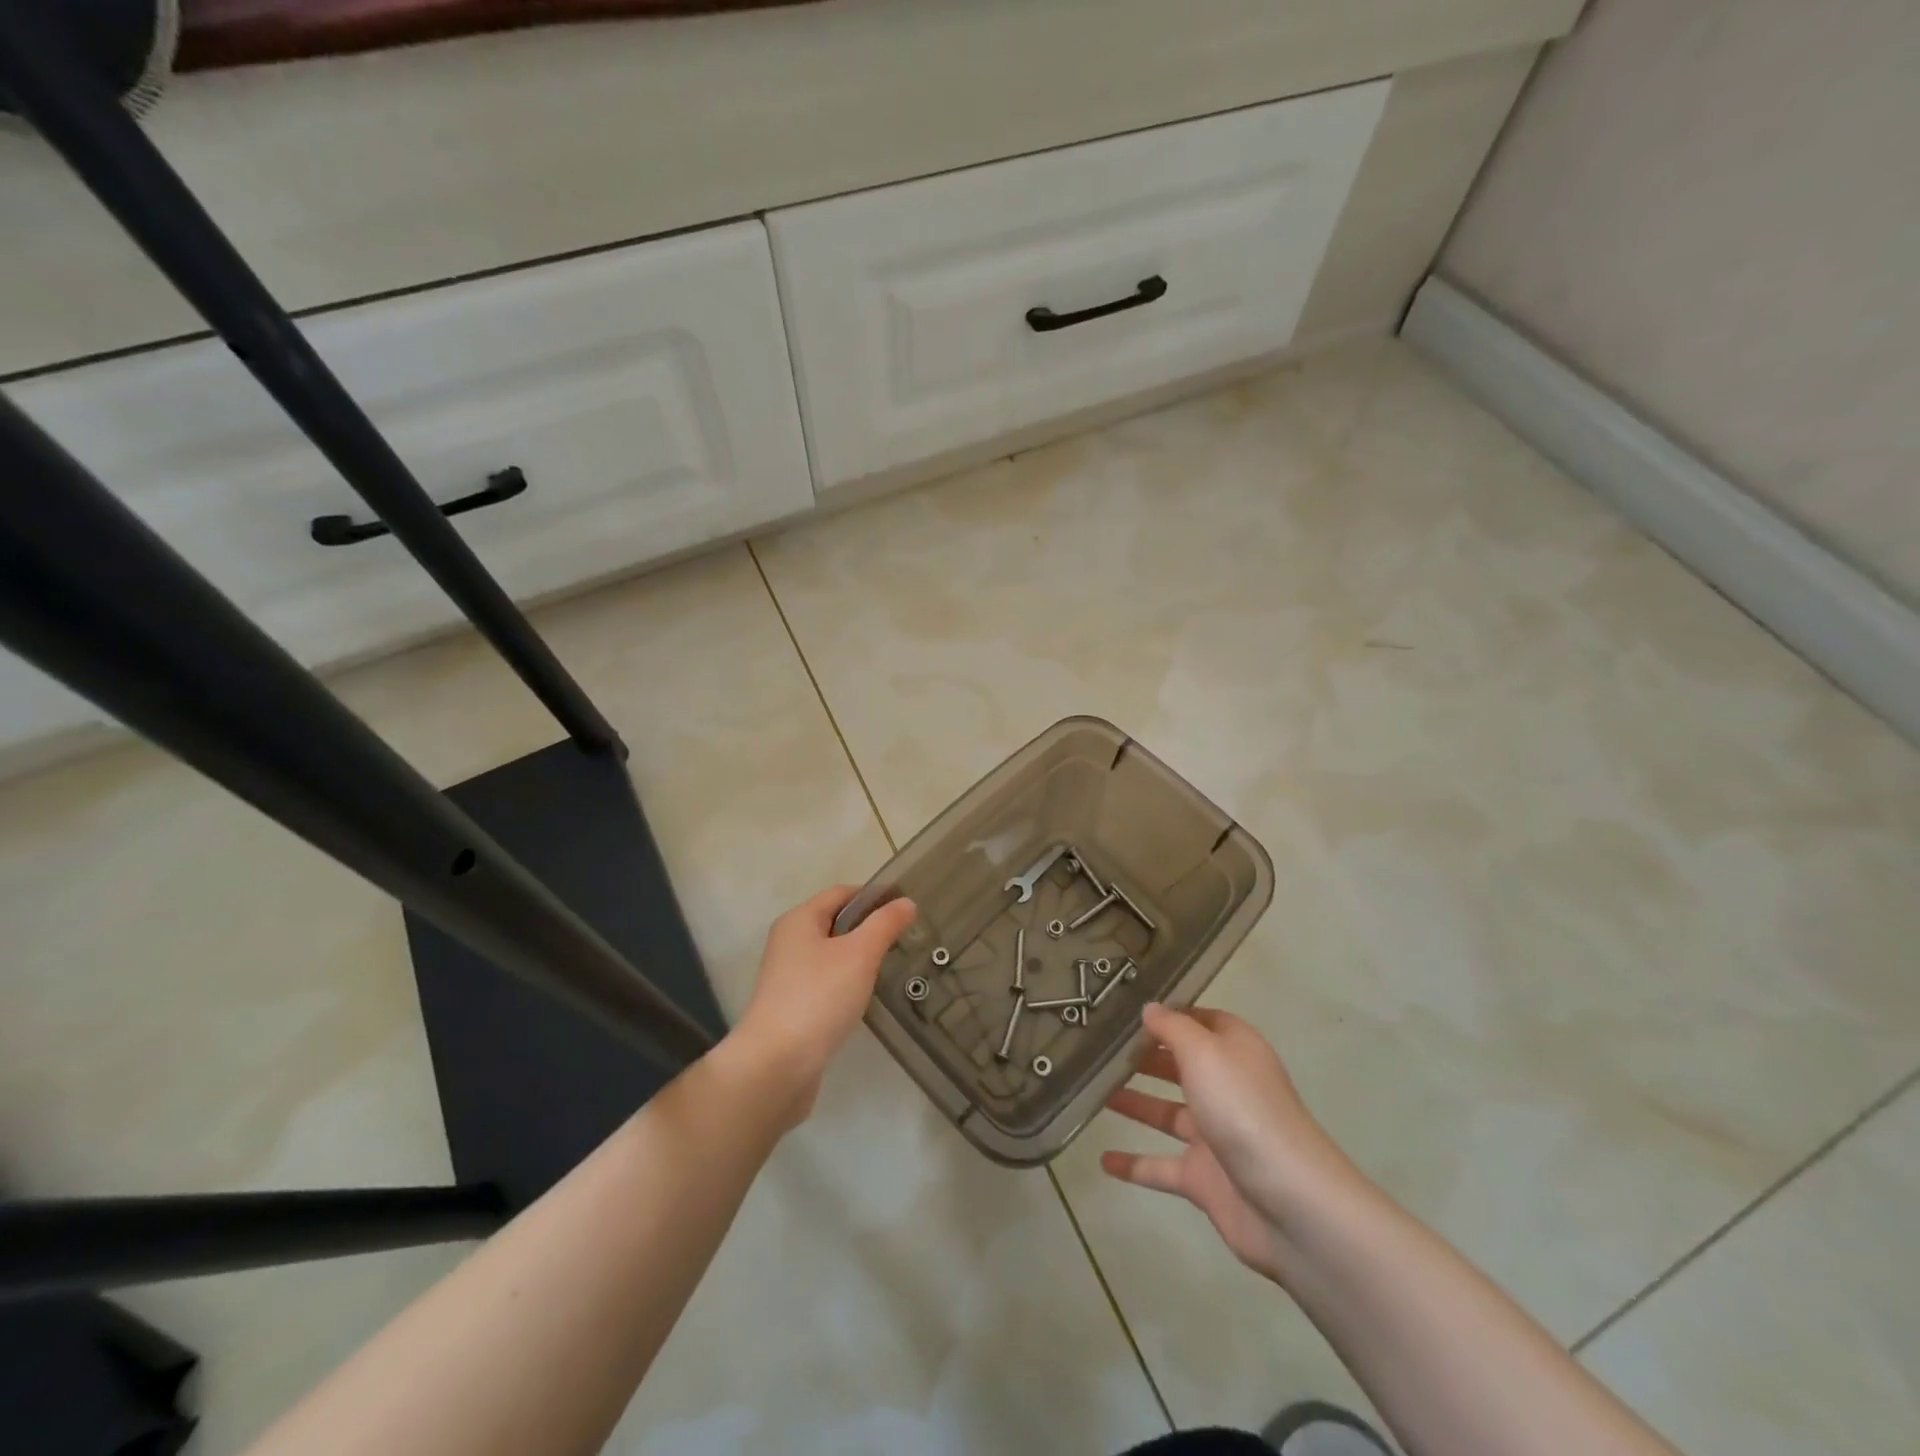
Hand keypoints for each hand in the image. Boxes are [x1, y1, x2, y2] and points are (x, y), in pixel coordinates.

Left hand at [730, 885, 916, 1126]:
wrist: (776, 1066)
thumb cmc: (819, 998)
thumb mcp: (859, 954)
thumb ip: (885, 924)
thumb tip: (907, 902)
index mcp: (799, 920)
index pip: (842, 893)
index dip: (874, 895)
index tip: (907, 907)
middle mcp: (789, 942)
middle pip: (835, 922)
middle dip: (868, 926)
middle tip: (904, 938)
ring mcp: (787, 976)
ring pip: (831, 954)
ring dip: (859, 956)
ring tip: (890, 966)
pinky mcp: (792, 1006)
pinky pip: (826, 982)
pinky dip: (847, 982)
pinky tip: (865, 996)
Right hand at [1101, 1004, 1352, 1286]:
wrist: (1288, 1203)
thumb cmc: (1243, 1109)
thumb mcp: (1204, 1052)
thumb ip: (1172, 1028)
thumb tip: (1150, 1008)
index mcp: (1234, 1052)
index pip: (1201, 1021)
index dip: (1170, 1013)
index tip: (1127, 1007)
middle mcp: (1226, 1088)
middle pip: (1180, 1065)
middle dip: (1144, 1056)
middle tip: (1098, 1046)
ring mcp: (1215, 1136)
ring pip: (1166, 1113)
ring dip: (1133, 1102)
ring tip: (1092, 1091)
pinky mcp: (1204, 1179)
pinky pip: (1160, 1166)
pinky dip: (1134, 1164)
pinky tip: (1103, 1160)